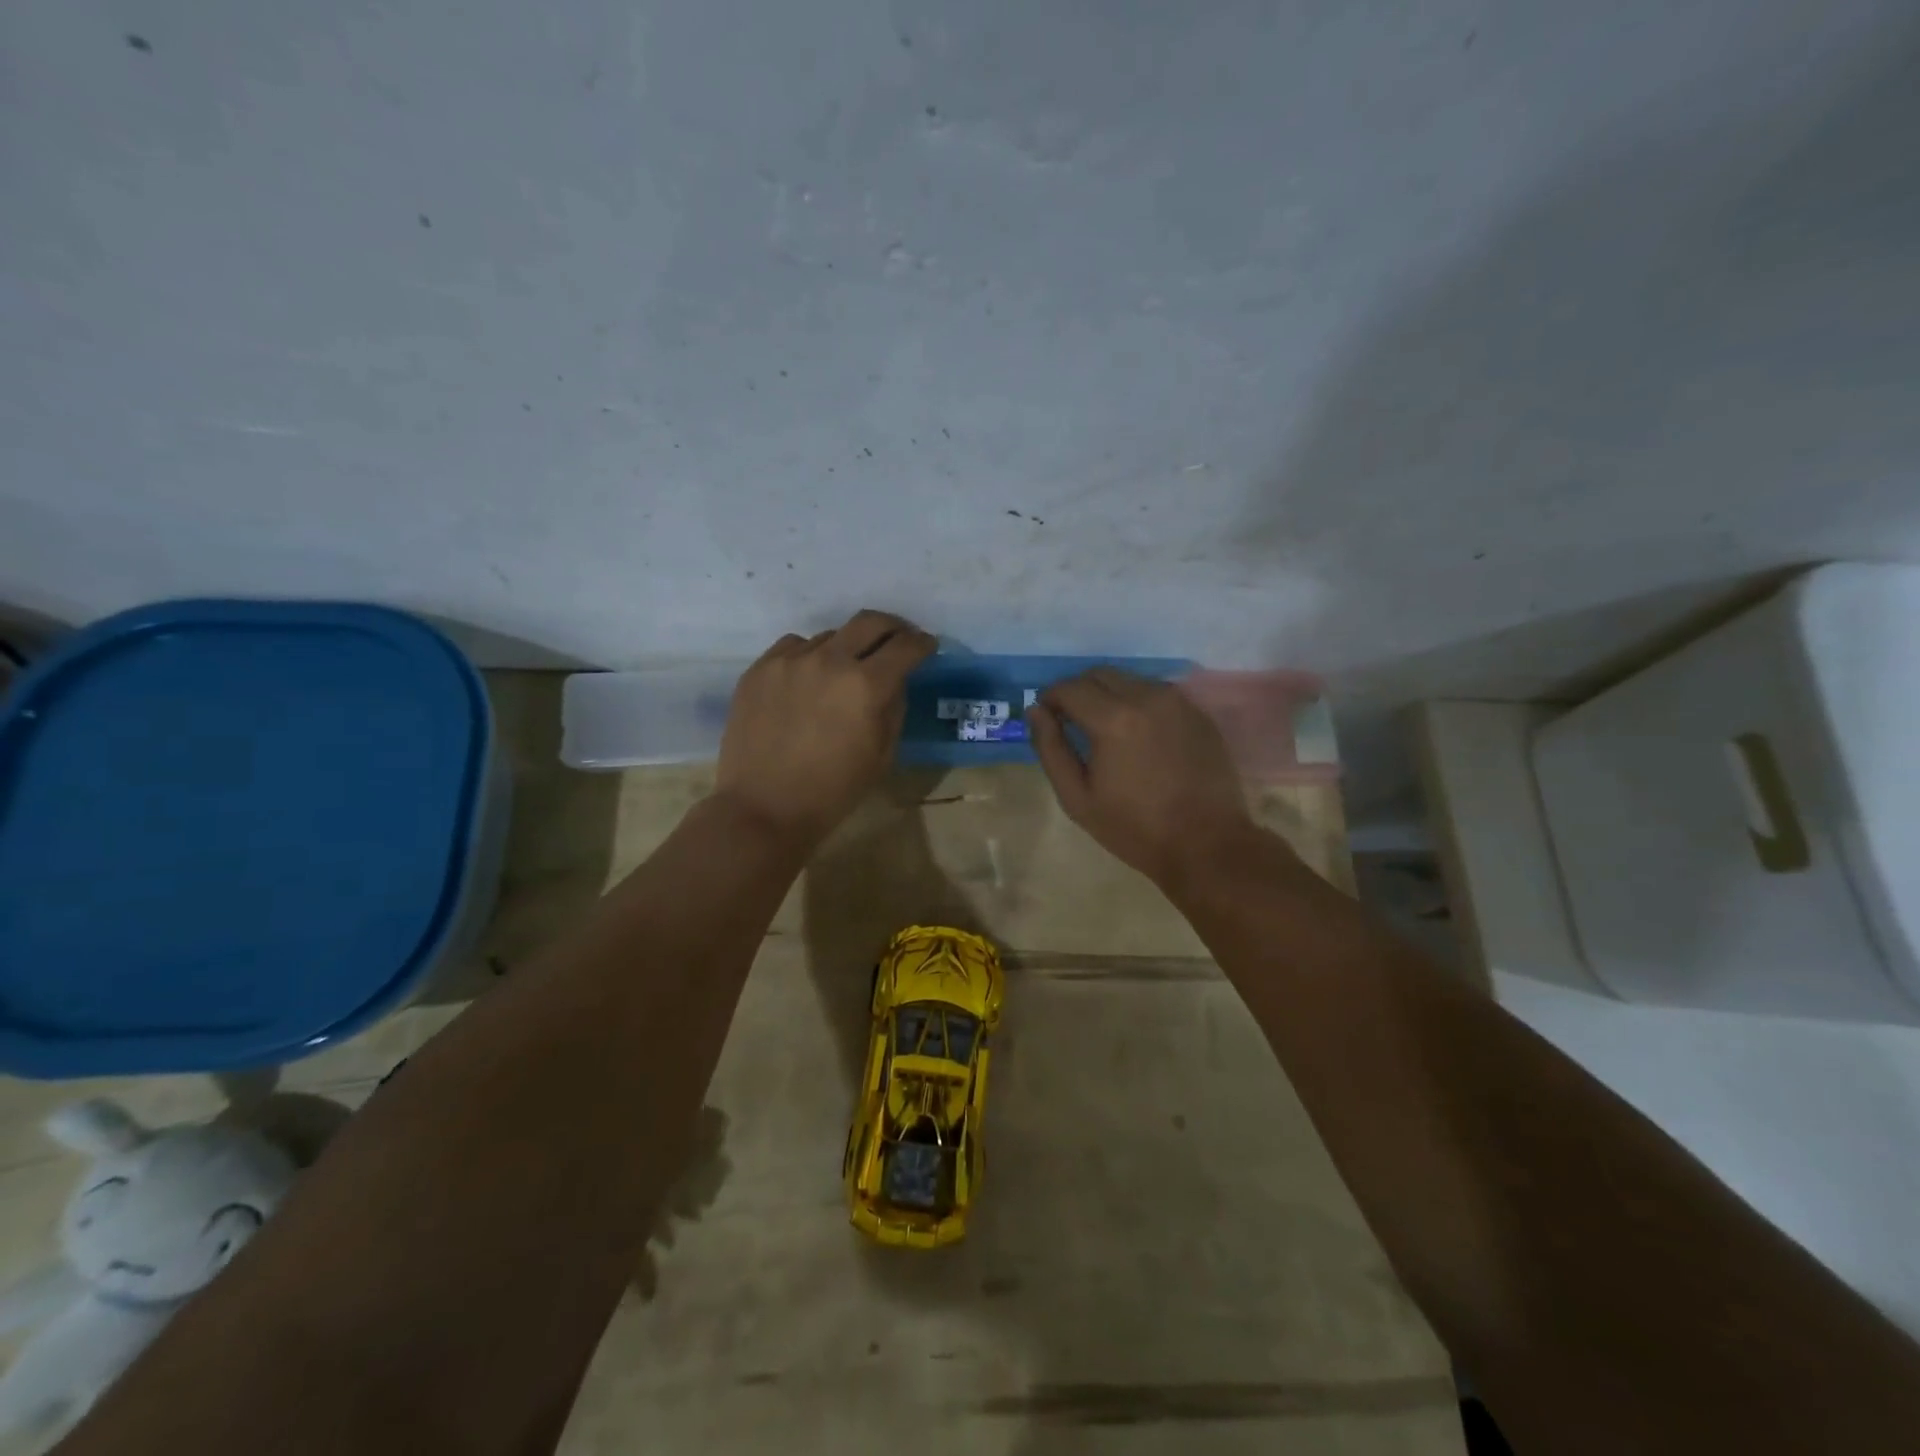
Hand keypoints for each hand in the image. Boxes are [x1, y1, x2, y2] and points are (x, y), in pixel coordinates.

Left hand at [716, 610, 935, 847]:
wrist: (763, 808)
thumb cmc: (833, 791)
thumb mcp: (882, 755)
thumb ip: (894, 708)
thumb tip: (895, 680)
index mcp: (866, 686)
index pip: (905, 647)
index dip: (922, 643)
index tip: (927, 646)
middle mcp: (829, 660)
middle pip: (870, 622)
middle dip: (892, 627)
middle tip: (898, 639)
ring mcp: (790, 660)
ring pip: (830, 635)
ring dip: (846, 647)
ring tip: (845, 670)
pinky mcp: (760, 668)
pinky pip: (794, 647)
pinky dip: (810, 656)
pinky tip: (808, 679)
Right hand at [1029, 669, 1258, 889]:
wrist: (1206, 844)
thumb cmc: (1134, 827)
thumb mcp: (1077, 797)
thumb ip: (1050, 748)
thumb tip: (1035, 711)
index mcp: (1113, 719)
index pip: (1069, 688)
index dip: (1050, 698)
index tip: (1046, 717)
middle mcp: (1146, 697)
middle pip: (1100, 674)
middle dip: (1078, 691)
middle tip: (1071, 721)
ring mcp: (1177, 702)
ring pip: (1130, 680)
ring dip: (1109, 695)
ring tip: (1105, 729)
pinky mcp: (1197, 713)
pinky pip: (1157, 694)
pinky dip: (1138, 704)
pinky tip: (1138, 736)